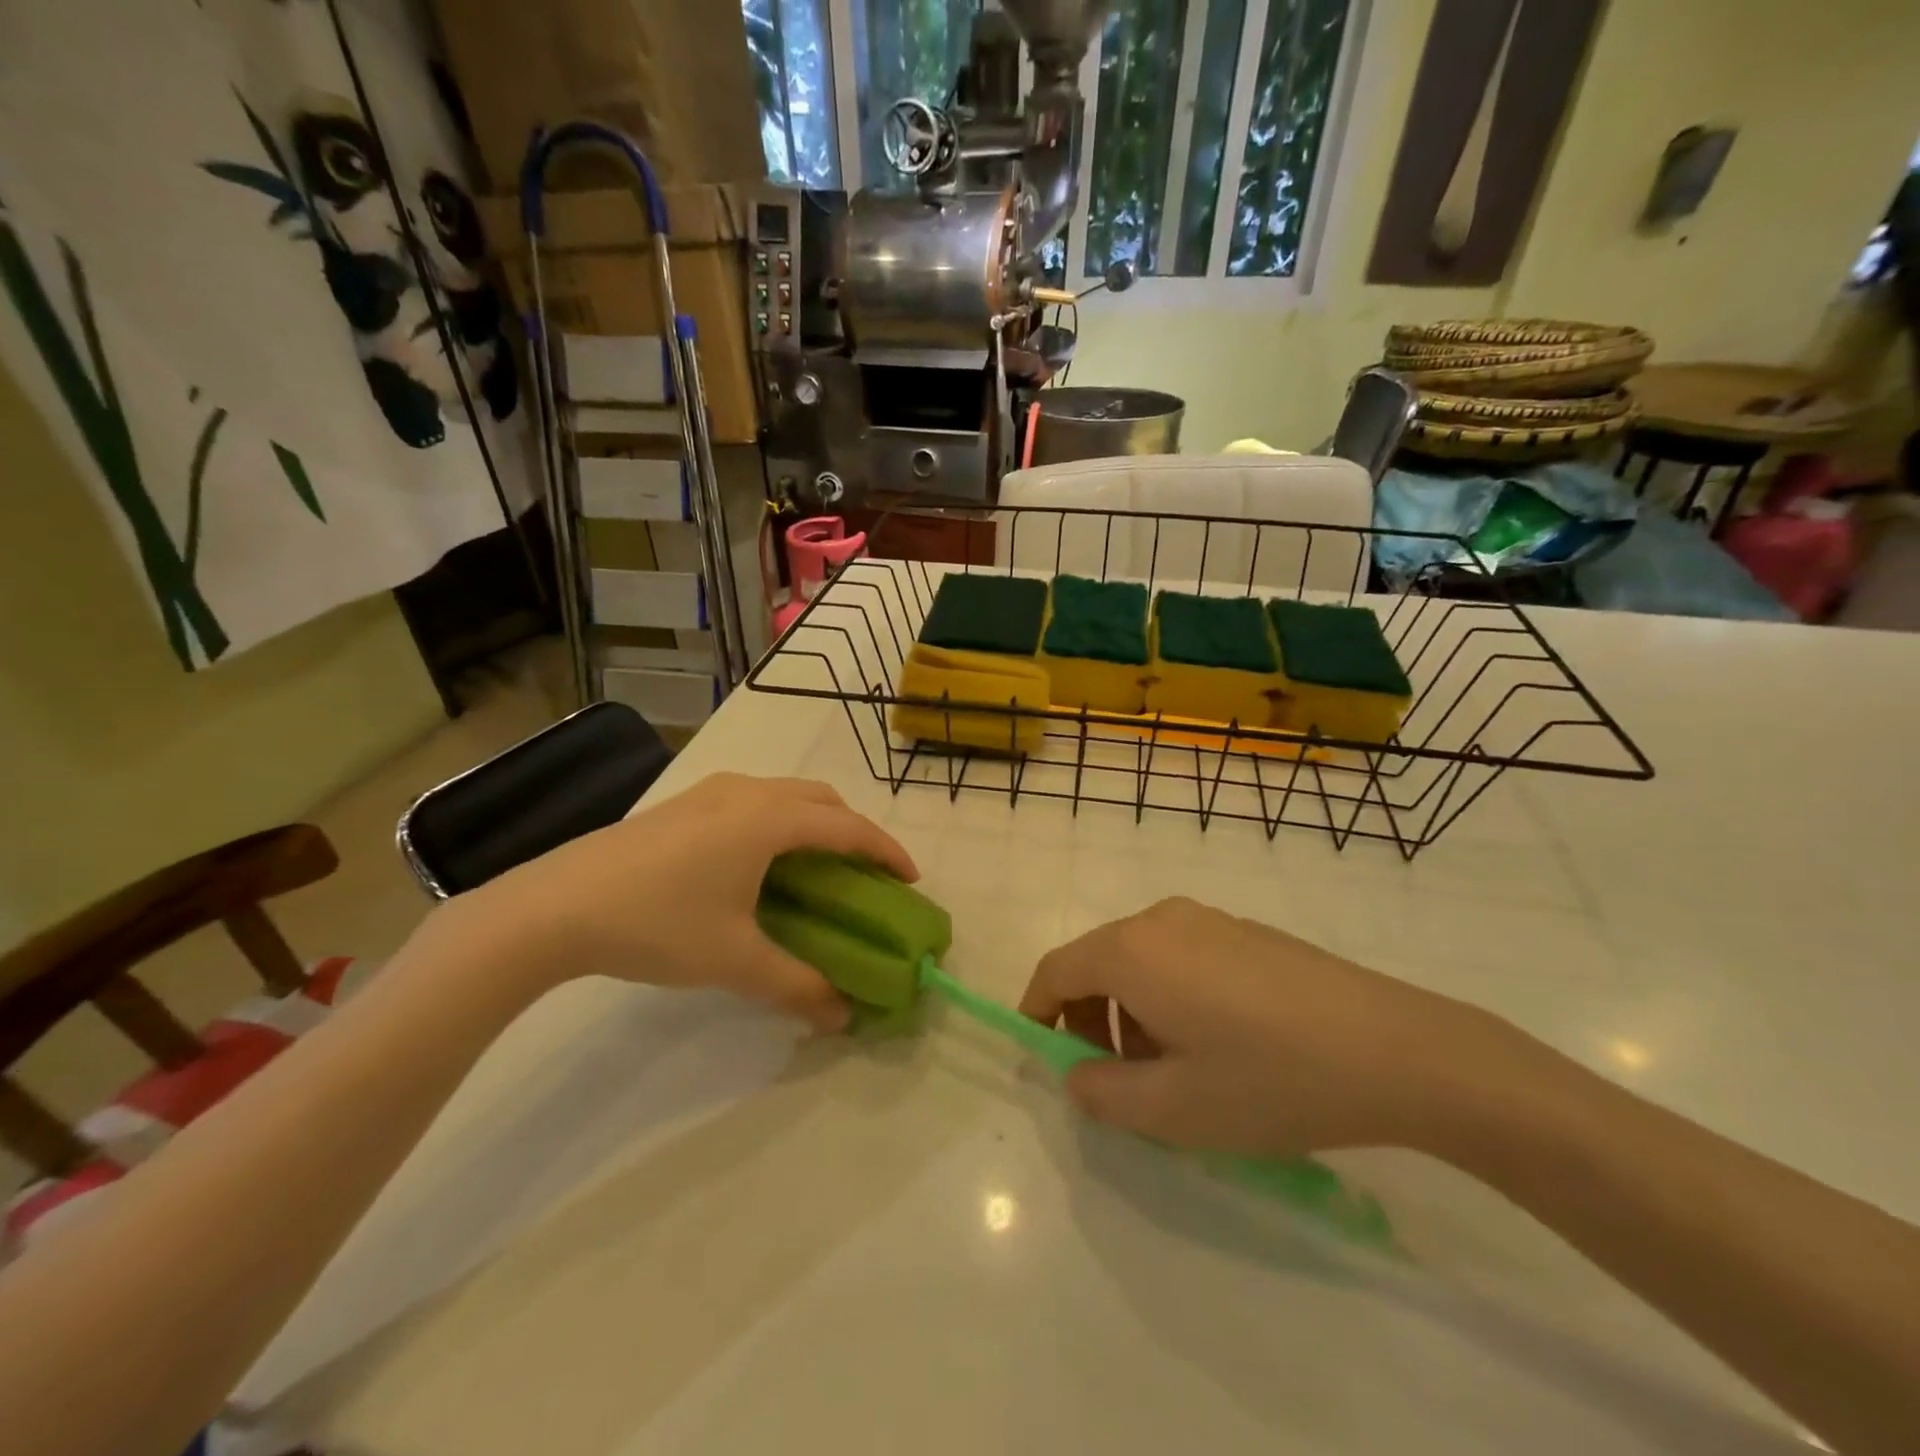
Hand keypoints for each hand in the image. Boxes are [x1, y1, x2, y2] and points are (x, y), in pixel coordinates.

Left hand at [450, 773, 915, 1030]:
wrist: (554, 907)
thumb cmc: (656, 924)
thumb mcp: (734, 961)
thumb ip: (797, 987)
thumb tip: (842, 1017)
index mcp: (769, 820)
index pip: (848, 826)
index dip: (885, 851)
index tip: (910, 878)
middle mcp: (747, 792)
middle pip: (821, 799)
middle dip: (853, 831)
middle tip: (866, 873)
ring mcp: (710, 792)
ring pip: (785, 794)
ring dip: (815, 822)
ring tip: (818, 866)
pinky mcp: (683, 803)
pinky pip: (753, 800)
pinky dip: (780, 821)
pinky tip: (760, 862)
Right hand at [1019, 897, 1519, 1158]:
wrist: (1396, 1049)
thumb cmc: (1270, 1079)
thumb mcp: (1174, 1109)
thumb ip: (1102, 1094)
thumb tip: (1077, 1074)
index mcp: (1132, 951)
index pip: (1057, 970)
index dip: (1038, 1010)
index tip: (1044, 1055)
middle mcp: (1161, 920)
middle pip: (1098, 962)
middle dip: (1091, 1020)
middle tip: (1119, 1080)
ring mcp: (1209, 919)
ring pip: (1142, 960)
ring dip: (1134, 1012)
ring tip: (1175, 1071)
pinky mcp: (1246, 931)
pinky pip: (1182, 956)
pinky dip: (1171, 996)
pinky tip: (1220, 1045)